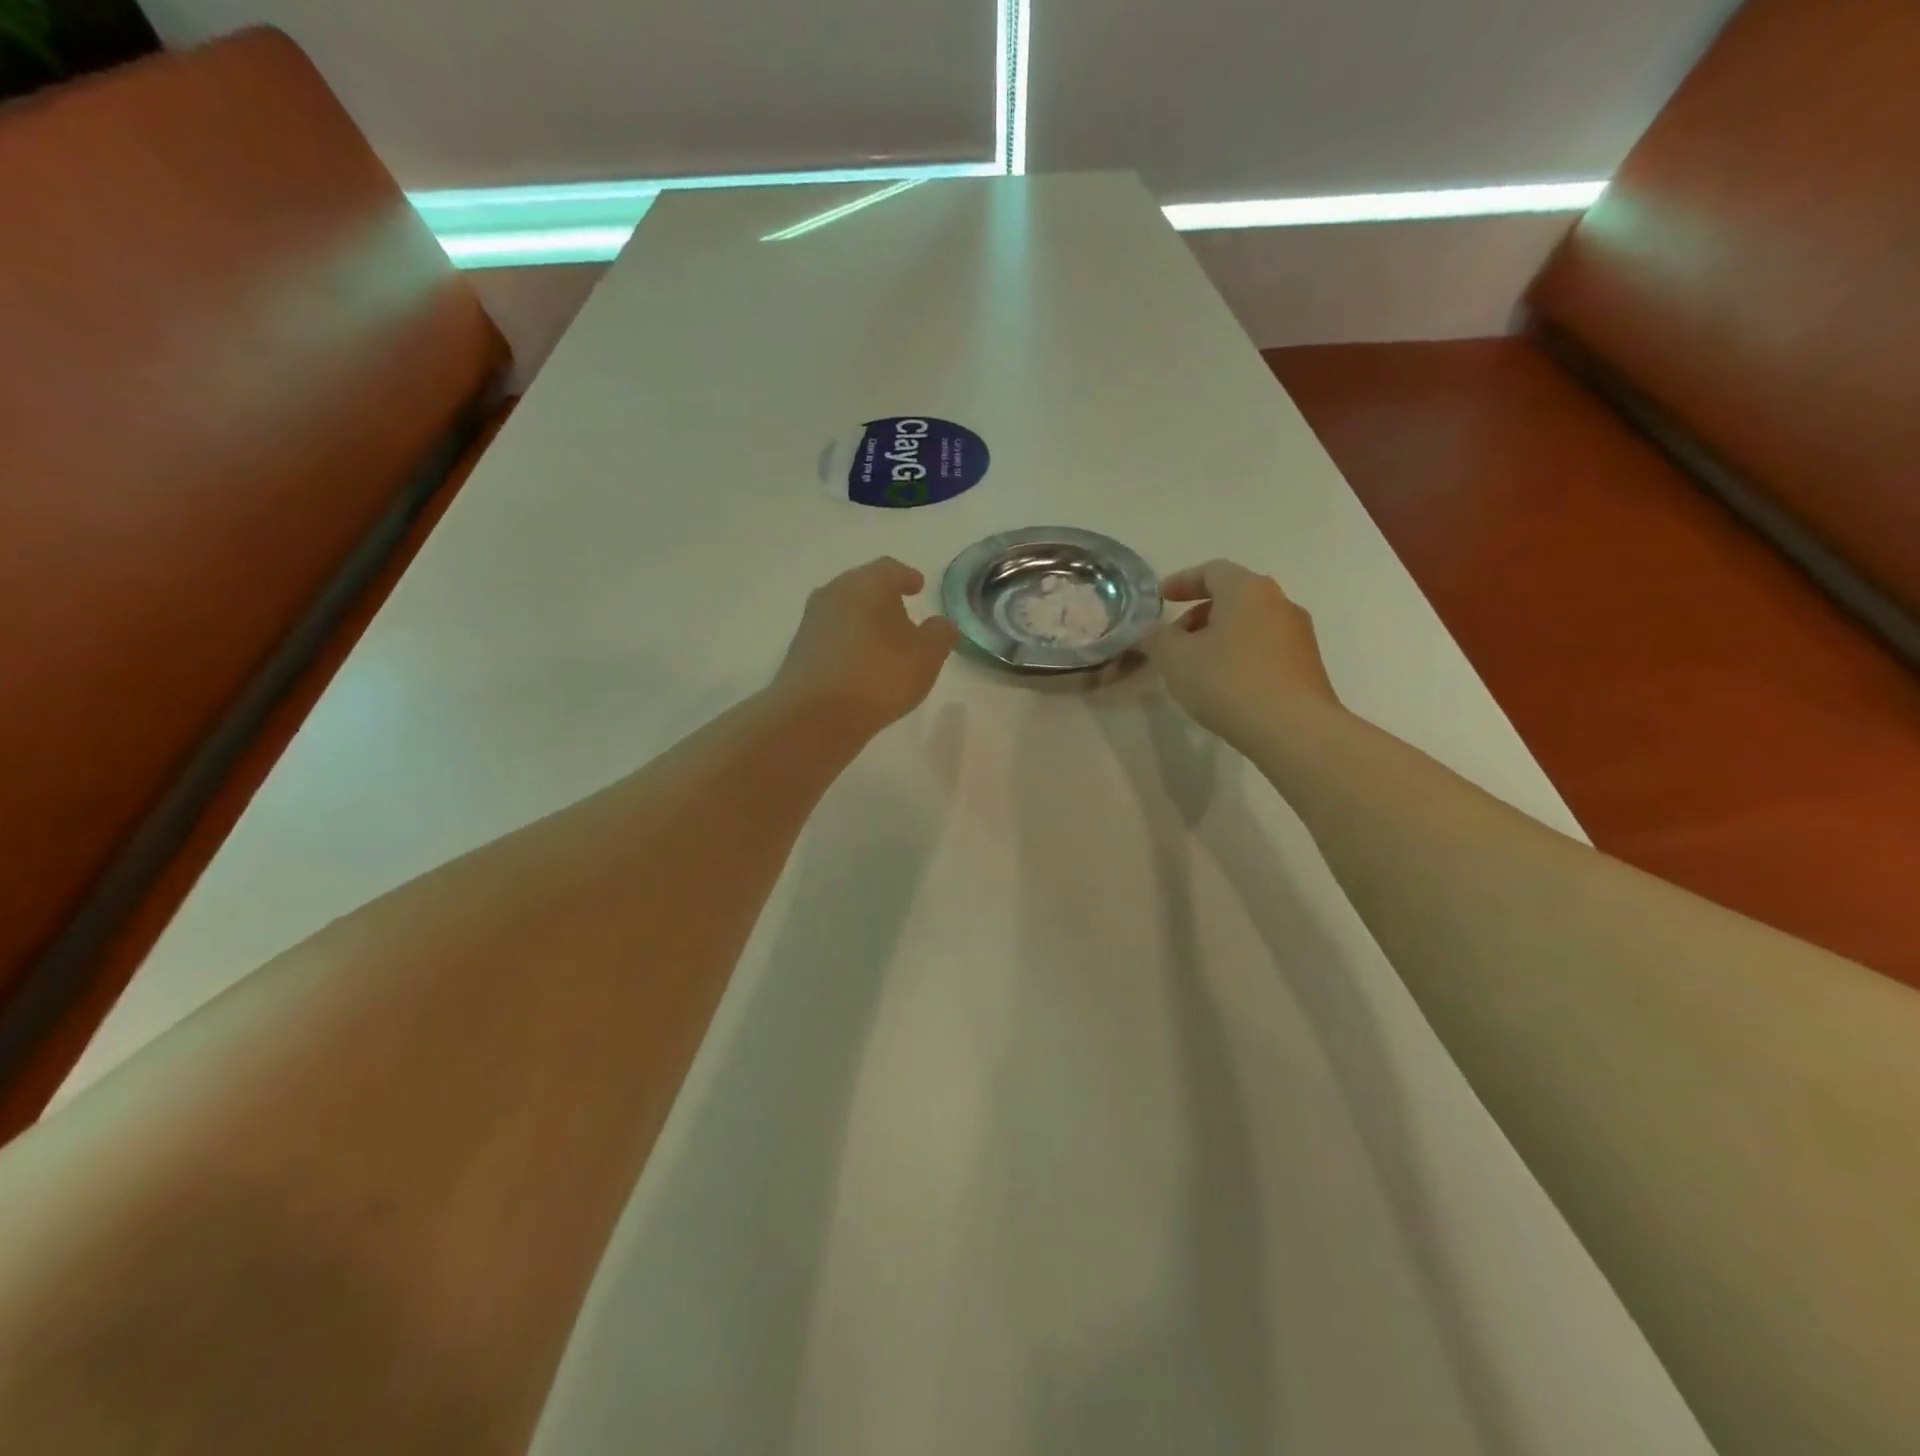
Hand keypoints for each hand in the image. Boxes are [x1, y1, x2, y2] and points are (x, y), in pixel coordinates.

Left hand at [773, 558, 959, 734]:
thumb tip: (943, 623)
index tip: (918, 586)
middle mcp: (834, 592)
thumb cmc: (879, 676)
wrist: (815, 715)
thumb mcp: (926, 657)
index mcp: (867, 584)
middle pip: (863, 586)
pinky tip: (860, 663)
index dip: (907, 577)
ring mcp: (812, 621)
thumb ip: (940, 635)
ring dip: (864, 621)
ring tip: (883, 643)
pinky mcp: (799, 650)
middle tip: (903, 615)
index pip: (890, 569)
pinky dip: (848, 642)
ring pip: (845, 611)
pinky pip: (831, 636)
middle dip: (883, 598)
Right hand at [1145, 559, 1342, 744]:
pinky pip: (1265, 649)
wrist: (1293, 729)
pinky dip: (1240, 656)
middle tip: (1175, 638)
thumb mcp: (1175, 659)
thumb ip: (1159, 639)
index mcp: (1248, 590)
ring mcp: (1299, 635)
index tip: (1161, 598)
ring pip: (1251, 624)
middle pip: (1234, 596)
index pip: (1212, 571)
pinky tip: (1225, 685)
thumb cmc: (1228, 681)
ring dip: (1220, 637)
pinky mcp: (1307, 666)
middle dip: (1200, 614)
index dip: (1182, 581)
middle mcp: (1279, 603)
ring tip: (1197, 666)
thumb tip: (1156, 634)